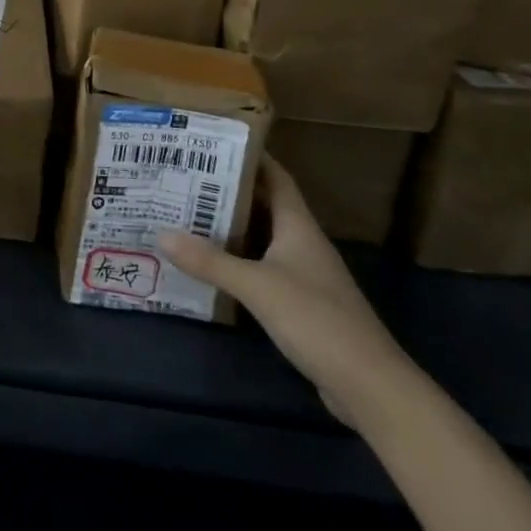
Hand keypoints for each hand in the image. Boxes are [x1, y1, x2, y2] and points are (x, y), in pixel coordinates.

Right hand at [158, 160, 416, 426]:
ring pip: (262, 239)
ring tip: (189, 214)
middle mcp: (303, 244)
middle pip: (265, 206)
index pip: (276, 177)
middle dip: (229, 191)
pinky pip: (263, 269)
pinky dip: (239, 262)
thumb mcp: (257, 286)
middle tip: (187, 178)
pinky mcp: (302, 305)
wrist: (370, 387)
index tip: (215, 143)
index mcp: (299, 227)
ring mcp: (305, 276)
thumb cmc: (317, 320)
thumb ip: (210, 261)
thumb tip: (160, 234)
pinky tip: (211, 266)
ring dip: (231, 228)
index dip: (251, 157)